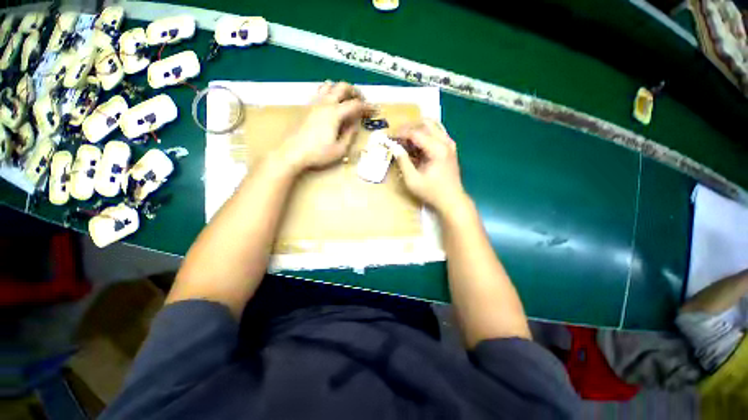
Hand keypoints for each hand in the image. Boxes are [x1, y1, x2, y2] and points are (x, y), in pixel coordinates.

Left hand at [275, 81, 373, 173]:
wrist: (292, 152)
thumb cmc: (318, 153)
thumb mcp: (340, 149)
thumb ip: (350, 134)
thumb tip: (355, 124)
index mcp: (335, 113)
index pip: (355, 104)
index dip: (367, 106)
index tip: (375, 110)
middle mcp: (325, 103)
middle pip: (342, 86)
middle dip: (355, 91)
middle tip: (361, 101)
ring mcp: (314, 103)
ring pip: (329, 85)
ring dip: (341, 89)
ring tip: (346, 100)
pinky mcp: (306, 107)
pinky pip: (320, 92)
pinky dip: (329, 93)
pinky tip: (331, 104)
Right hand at [392, 119, 468, 214]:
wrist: (452, 200)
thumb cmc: (431, 192)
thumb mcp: (412, 180)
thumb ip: (403, 162)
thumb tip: (394, 147)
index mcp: (437, 149)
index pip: (416, 133)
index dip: (401, 133)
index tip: (390, 137)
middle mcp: (445, 142)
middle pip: (425, 124)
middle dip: (409, 127)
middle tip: (397, 136)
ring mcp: (450, 144)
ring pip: (432, 126)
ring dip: (417, 130)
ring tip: (405, 140)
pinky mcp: (450, 148)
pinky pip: (437, 134)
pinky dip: (425, 136)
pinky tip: (417, 146)